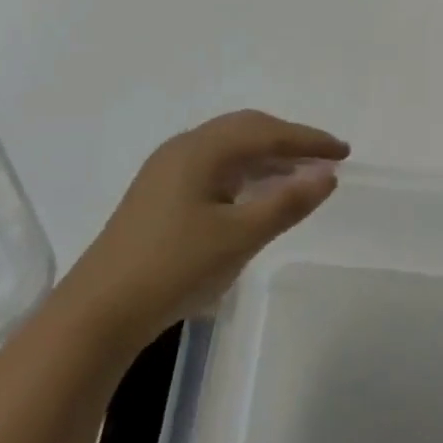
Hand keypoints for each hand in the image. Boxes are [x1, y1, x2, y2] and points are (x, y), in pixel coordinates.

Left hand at [68, 110, 349, 345]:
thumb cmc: (174, 267)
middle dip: (288, 141)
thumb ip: (286, 202)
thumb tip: (327, 174)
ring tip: (299, 175)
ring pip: (228, 149)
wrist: (98, 312)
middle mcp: (183, 148)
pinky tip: (256, 194)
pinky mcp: (160, 195)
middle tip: (324, 158)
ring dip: (266, 157)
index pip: (266, 132)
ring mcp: (167, 171)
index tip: (344, 151)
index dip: (308, 140)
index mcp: (201, 149)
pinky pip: (214, 167)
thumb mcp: (239, 236)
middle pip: (245, 130)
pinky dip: (244, 173)